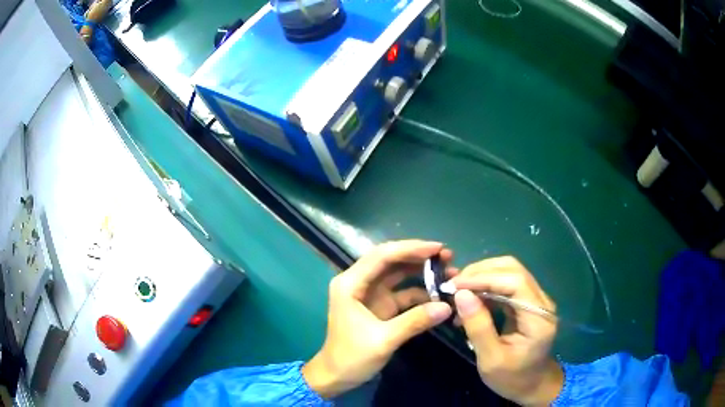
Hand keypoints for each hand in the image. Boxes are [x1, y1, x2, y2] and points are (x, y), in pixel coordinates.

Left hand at [302, 240, 452, 398]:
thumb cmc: (351, 357)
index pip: (382, 256)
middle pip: (391, 260)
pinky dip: (420, 292)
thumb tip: (447, 306)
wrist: (336, 377)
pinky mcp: (380, 306)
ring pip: (398, 275)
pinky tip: (439, 294)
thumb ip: (414, 321)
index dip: (411, 248)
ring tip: (449, 271)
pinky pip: (402, 293)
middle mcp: (359, 283)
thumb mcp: (383, 340)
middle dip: (419, 256)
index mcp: (350, 284)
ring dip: (421, 272)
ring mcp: (370, 294)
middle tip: (448, 256)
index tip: (438, 248)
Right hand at [448, 256, 562, 405]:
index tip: (455, 285)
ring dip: (482, 277)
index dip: (484, 278)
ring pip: (509, 272)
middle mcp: (542, 301)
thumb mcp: (490, 359)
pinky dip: (486, 287)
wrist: (532, 385)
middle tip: (453, 286)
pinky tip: (471, 300)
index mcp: (539, 317)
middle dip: (481, 273)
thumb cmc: (511, 378)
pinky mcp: (528, 302)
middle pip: (513, 269)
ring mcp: (537, 300)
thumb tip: (460, 294)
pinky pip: (507, 284)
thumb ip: (478, 327)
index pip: (515, 281)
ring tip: (458, 292)